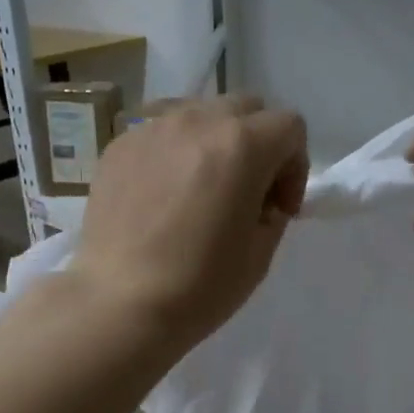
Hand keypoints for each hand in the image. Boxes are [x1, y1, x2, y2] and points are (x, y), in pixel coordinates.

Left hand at [70, 96, 307, 348]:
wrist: (119, 304)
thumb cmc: (199, 286)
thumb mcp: (260, 253)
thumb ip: (273, 209)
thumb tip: (261, 195)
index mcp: (241, 146)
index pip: (289, 126)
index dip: (295, 166)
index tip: (278, 207)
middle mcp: (197, 120)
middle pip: (246, 108)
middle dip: (258, 144)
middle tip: (245, 192)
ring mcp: (151, 128)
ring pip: (200, 112)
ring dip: (214, 141)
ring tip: (200, 187)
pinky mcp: (118, 145)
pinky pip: (161, 131)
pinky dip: (174, 152)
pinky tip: (162, 195)